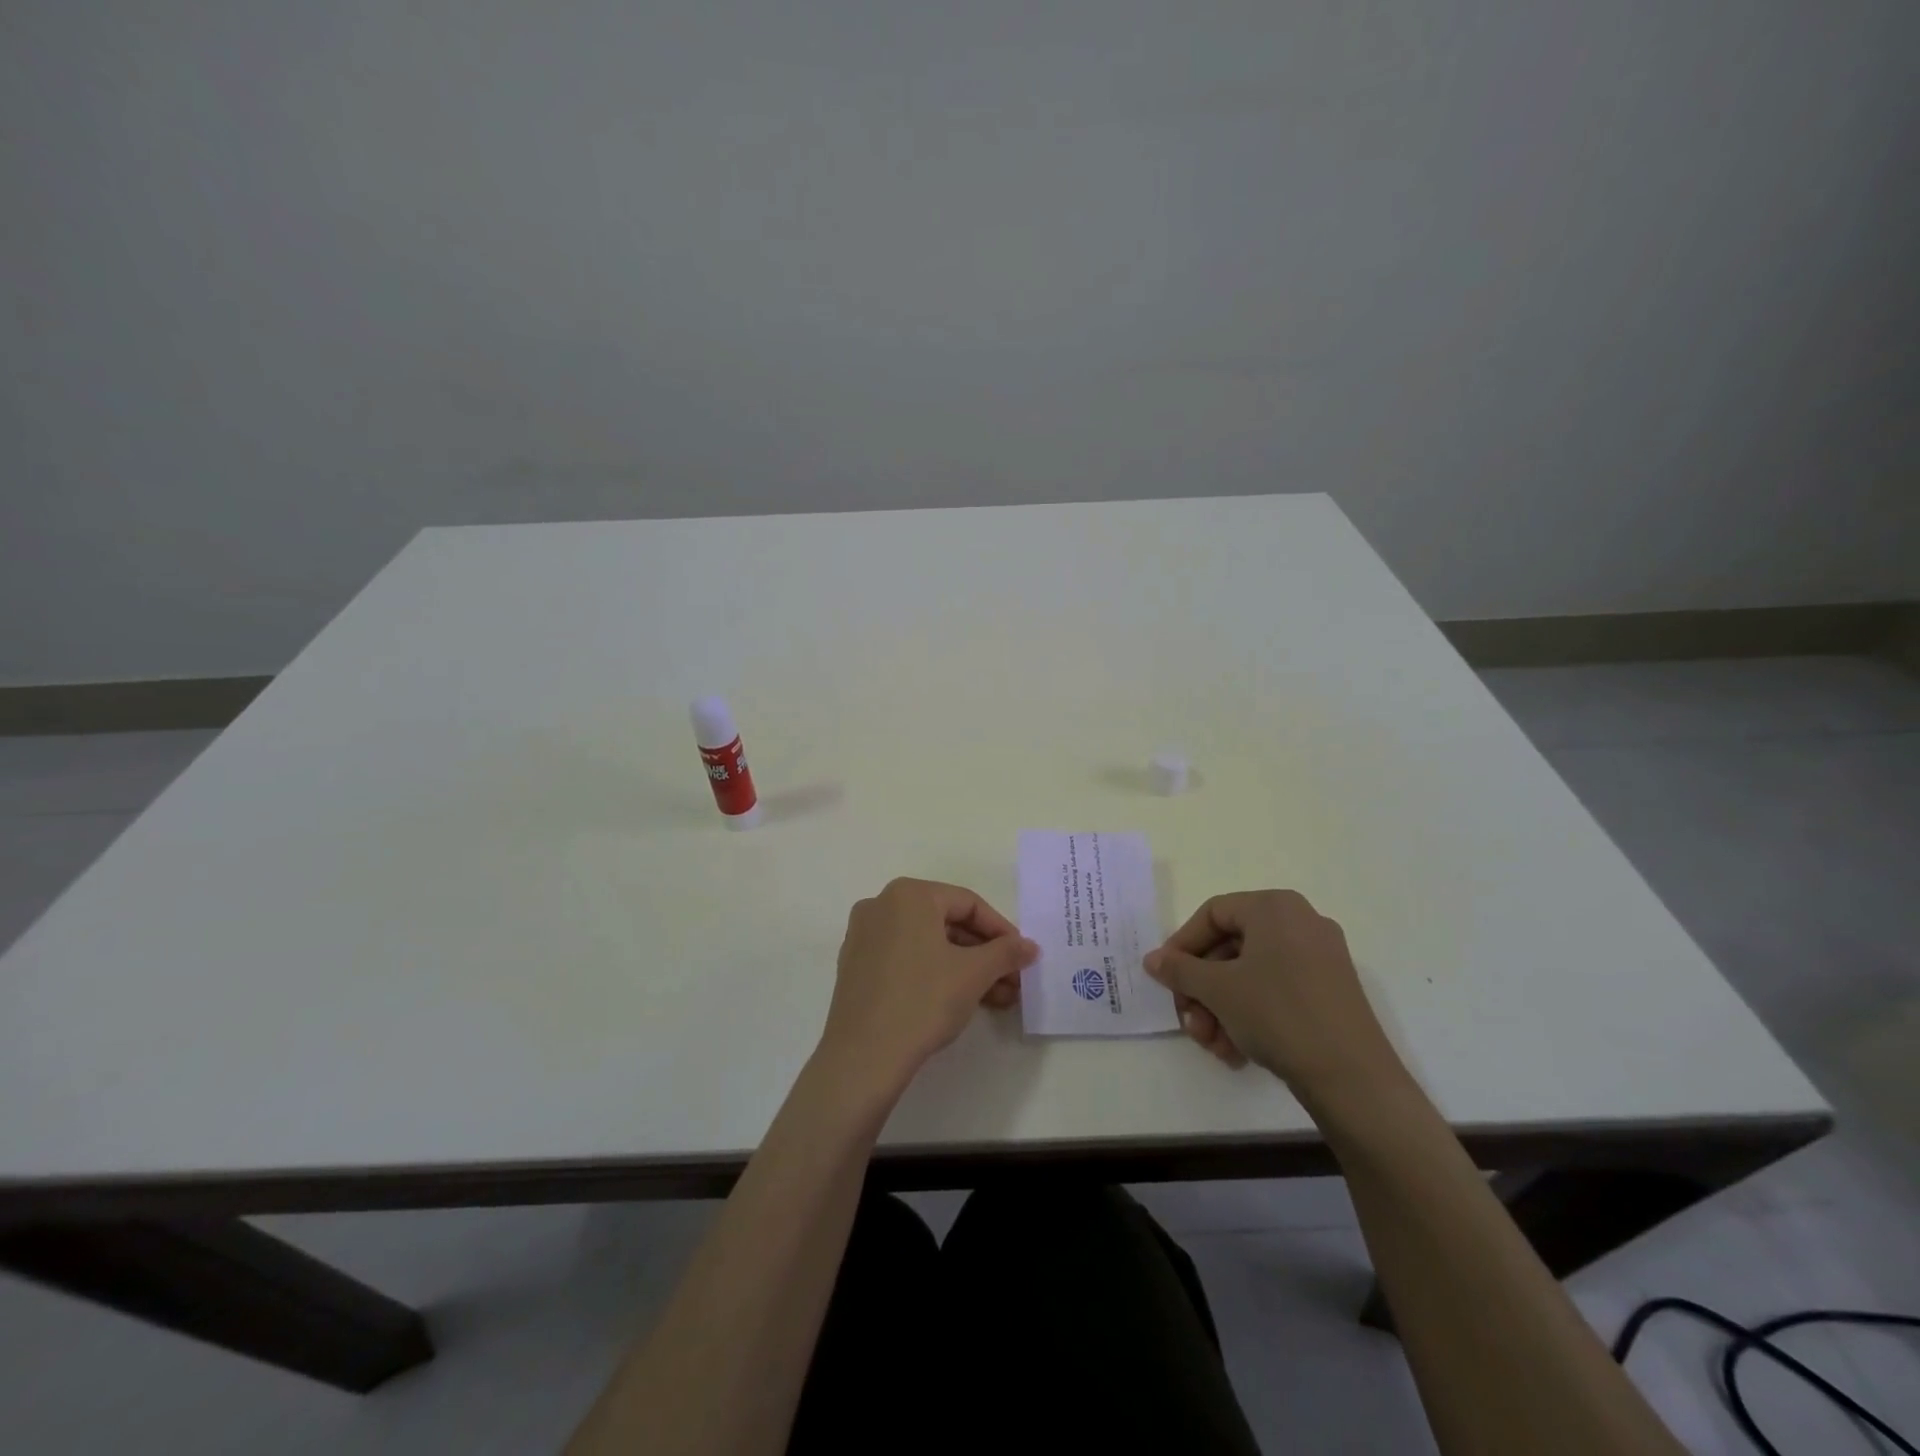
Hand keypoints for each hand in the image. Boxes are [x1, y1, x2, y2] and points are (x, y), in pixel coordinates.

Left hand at [817, 878, 1037, 1096]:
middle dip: (984, 954)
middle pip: (946, 923)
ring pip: (927, 943)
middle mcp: (881, 905)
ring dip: (965, 967)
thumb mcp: (974, 973)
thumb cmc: (923, 1000)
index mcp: (909, 894)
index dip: (1001, 930)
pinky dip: (935, 973)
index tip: (1022, 957)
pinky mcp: (856, 967)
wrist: (863, 1056)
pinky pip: (905, 959)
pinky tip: (961, 1000)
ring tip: (997, 998)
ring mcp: (864, 936)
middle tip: (1013, 981)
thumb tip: (1030, 946)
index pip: (968, 903)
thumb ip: (1006, 952)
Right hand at [1144, 890, 1402, 1098]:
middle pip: (1230, 947)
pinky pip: (1276, 990)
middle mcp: (1300, 922)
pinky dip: (1250, 1015)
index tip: (1165, 979)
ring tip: (1213, 1045)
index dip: (1182, 945)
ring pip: (1251, 974)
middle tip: (1189, 1022)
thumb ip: (1179, 969)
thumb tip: (1153, 960)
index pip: (1212, 914)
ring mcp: (1320, 957)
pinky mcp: (1331, 991)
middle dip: (1202, 989)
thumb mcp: (1217, 989)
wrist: (1353, 1078)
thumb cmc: (1278, 1014)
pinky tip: (1237, 1051)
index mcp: (1274, 907)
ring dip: (1221, 1008)